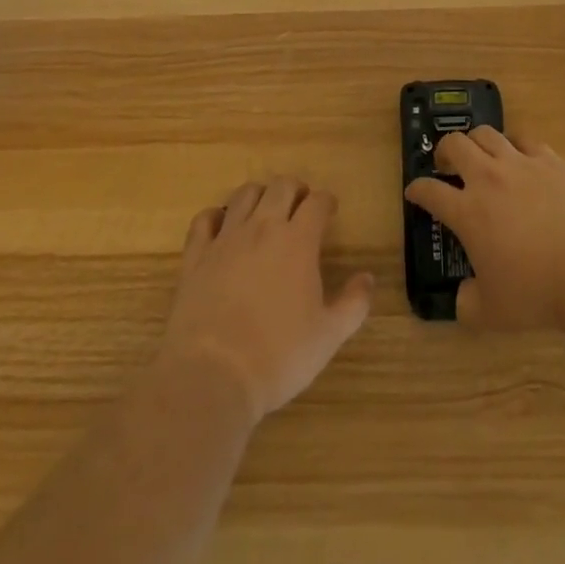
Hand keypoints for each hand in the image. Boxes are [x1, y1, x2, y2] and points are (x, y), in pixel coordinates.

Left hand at [156, 177, 374, 422]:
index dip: (326, 201)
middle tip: (300, 206)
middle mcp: (263, 228)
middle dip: (295, 189)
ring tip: (264, 211)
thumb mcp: (329, 336)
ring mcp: (226, 239)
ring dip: (259, 195)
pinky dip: (216, 216)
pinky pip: (204, 220)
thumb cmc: (278, 357)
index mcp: (298, 241)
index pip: (317, 202)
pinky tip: (221, 227)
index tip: (329, 211)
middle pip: (281, 186)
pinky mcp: (196, 256)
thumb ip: (354, 304)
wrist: (212, 377)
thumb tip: (368, 278)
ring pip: (244, 194)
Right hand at [403, 127, 564, 329]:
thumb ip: (468, 304)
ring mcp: (520, 164)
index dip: (417, 190)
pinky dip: (514, 144)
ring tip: (480, 154)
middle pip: (455, 145)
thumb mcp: (492, 313)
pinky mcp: (550, 159)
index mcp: (468, 212)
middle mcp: (488, 178)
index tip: (414, 192)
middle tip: (446, 164)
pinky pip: (524, 138)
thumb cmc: (537, 292)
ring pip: (487, 133)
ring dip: (475, 141)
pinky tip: (518, 156)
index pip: (430, 191)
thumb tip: (463, 297)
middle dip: (444, 150)